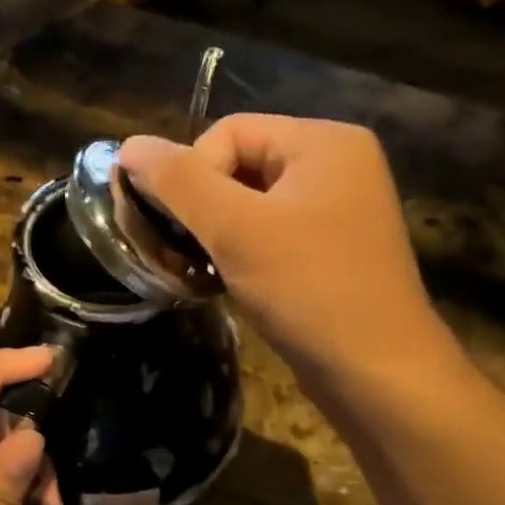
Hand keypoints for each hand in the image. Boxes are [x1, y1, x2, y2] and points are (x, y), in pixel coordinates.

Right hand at [118, 114, 462, 399]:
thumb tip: (129, 146)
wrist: (376, 371)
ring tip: (202, 271)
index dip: (190, 175)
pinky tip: (228, 284)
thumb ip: (178, 182)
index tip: (180, 229)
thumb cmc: (307, 289)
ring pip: (250, 205)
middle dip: (201, 208)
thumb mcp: (235, 229)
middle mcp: (336, 165)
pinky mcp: (331, 251)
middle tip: (184, 253)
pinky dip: (240, 254)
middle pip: (238, 165)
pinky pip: (270, 235)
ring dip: (216, 235)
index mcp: (323, 141)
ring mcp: (338, 211)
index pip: (227, 132)